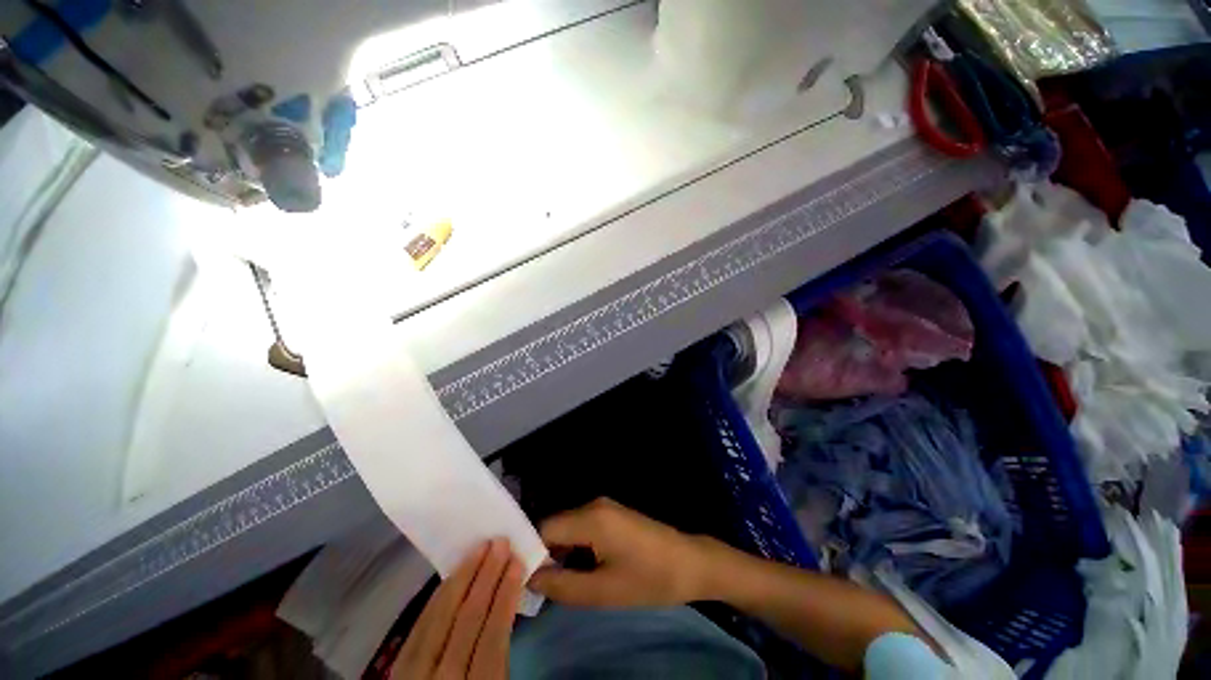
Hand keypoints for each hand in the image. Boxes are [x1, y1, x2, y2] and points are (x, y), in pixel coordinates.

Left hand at [392, 539, 523, 679]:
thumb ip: (500, 656)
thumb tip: (508, 601)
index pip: (492, 638)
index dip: (505, 596)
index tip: (516, 563)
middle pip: (464, 622)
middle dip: (485, 577)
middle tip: (499, 543)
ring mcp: (412, 675)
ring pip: (438, 619)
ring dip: (462, 578)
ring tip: (479, 549)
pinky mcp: (397, 669)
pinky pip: (418, 627)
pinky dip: (437, 598)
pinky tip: (451, 577)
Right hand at [528, 498, 713, 607]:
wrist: (690, 563)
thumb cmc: (648, 579)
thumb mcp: (602, 591)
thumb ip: (561, 585)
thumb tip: (531, 578)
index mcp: (590, 518)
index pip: (543, 528)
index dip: (530, 553)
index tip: (523, 580)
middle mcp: (594, 505)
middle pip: (555, 526)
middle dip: (545, 555)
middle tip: (541, 588)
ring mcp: (605, 507)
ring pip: (569, 528)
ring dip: (561, 553)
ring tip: (559, 584)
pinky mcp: (613, 515)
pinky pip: (584, 528)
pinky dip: (576, 548)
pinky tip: (581, 571)